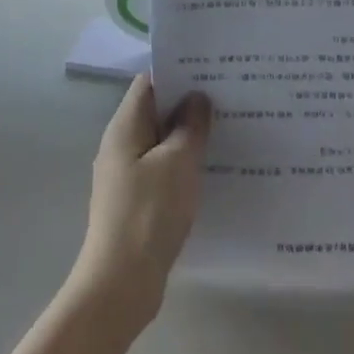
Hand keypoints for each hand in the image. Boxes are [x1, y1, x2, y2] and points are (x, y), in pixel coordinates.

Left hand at [68, 76, 211, 332]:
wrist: (121, 284)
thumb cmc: (149, 214)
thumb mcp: (177, 163)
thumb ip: (189, 127)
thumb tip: (197, 97)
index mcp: (124, 127)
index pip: (149, 83)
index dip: (179, 71)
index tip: (214, 70)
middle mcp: (121, 145)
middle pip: (156, 111)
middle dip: (190, 103)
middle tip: (231, 97)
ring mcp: (127, 174)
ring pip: (162, 142)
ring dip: (190, 136)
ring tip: (230, 128)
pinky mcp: (138, 200)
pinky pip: (164, 169)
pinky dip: (185, 163)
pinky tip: (213, 169)